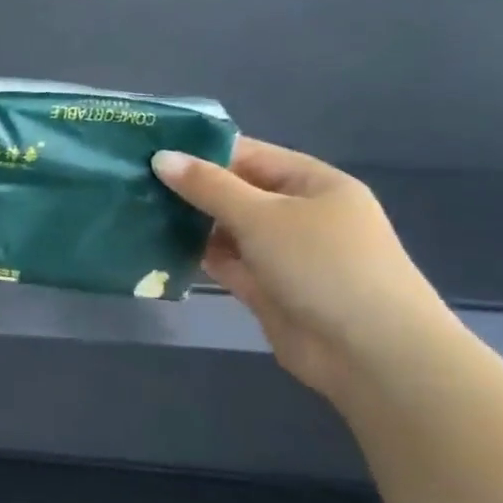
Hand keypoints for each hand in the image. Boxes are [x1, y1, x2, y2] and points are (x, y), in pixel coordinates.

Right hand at [154, 138, 451, 396]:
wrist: (370, 352)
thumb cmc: (323, 265)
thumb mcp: (262, 216)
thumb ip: (208, 187)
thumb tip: (160, 157)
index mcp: (312, 183)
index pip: (248, 155)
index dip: (200, 152)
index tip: (149, 151)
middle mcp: (299, 214)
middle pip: (235, 192)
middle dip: (189, 189)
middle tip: (131, 182)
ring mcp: (283, 253)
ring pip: (227, 229)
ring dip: (189, 224)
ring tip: (135, 212)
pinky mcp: (267, 288)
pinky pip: (226, 263)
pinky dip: (197, 256)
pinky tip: (157, 248)